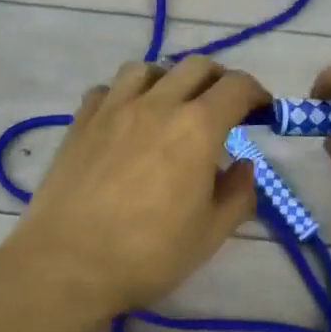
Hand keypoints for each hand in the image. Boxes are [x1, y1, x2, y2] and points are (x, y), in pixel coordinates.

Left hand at [5, 57, 266, 316]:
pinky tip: (126, 119)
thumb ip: (238, 194)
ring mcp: (113, 108)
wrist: (67, 264)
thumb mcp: (210, 234)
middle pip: (196, 67)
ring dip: (169, 79)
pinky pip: (106, 89)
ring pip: (147, 69)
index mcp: (197, 128)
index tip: (262, 111)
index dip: (257, 94)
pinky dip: (124, 94)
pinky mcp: (80, 122)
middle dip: (219, 80)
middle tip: (223, 108)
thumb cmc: (148, 254)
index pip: (237, 88)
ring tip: (171, 106)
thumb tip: (244, 166)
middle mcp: (157, 104)